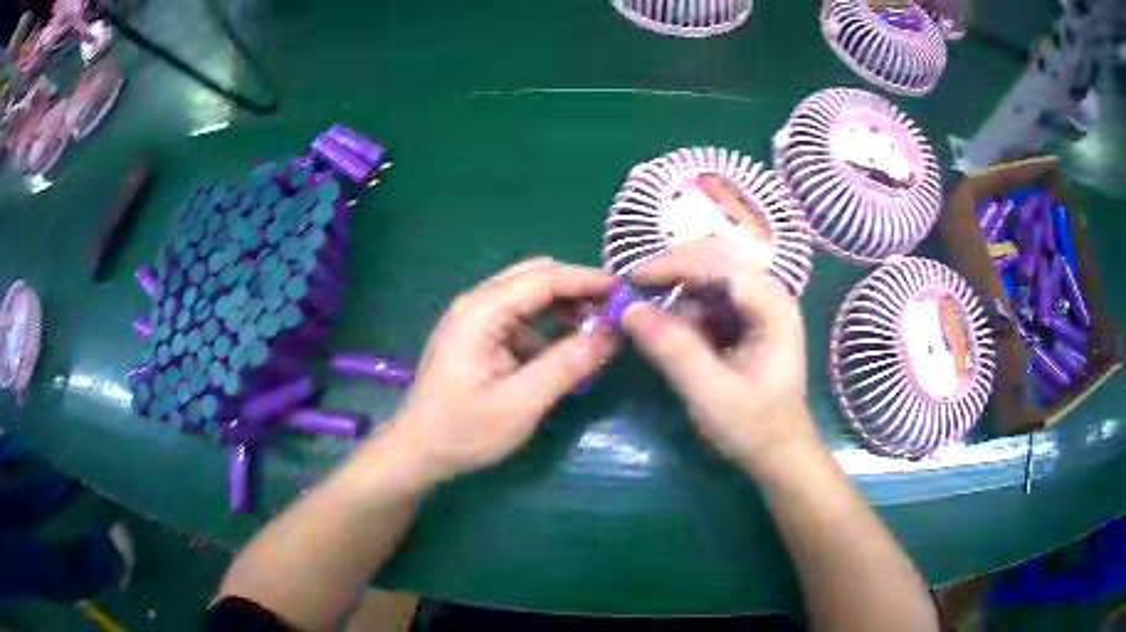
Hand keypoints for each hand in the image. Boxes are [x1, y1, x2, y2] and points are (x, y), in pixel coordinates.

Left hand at [388, 258, 615, 484]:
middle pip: (536, 278)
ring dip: (563, 309)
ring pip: (529, 297)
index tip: (625, 293)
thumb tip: (612, 334)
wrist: (418, 451)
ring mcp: (475, 318)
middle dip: (577, 291)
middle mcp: (477, 303)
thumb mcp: (522, 403)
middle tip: (614, 314)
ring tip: (595, 334)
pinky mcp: (477, 336)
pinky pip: (520, 318)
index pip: (545, 278)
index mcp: (482, 311)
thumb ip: (568, 365)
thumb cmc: (464, 430)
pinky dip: (547, 328)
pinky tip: (563, 353)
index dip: (587, 281)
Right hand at [622, 241, 820, 473]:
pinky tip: (668, 327)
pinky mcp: (742, 319)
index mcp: (773, 308)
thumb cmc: (755, 427)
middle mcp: (767, 296)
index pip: (723, 264)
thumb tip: (628, 310)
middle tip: (634, 289)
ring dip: (675, 287)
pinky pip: (707, 296)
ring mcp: (756, 305)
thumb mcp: (712, 395)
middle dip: (673, 269)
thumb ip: (674, 351)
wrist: (778, 452)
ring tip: (646, 312)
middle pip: (717, 257)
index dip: (677, 265)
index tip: (634, 281)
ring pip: (709, 273)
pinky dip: (681, 305)